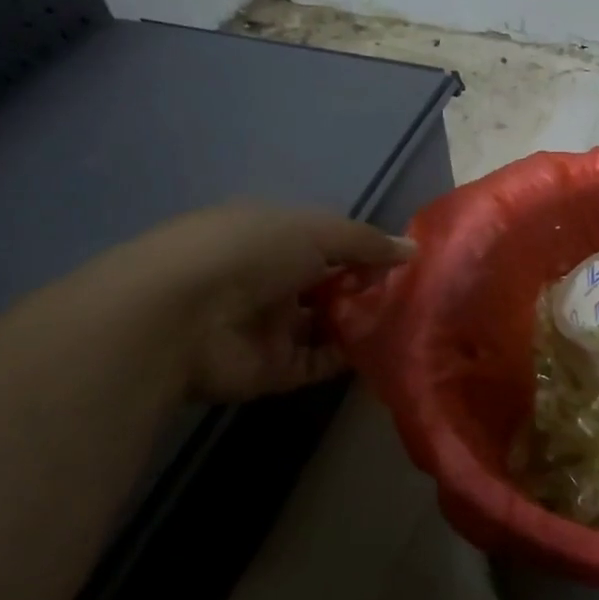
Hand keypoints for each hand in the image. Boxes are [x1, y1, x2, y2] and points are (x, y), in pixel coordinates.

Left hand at [108, 205, 415, 400]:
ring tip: (411, 323)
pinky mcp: (273, 369)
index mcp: (271, 236)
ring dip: (364, 323)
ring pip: (328, 324)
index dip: (365, 249)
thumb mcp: (315, 230)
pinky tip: (388, 351)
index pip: (327, 242)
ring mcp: (271, 326)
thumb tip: (413, 250)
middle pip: (330, 284)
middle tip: (416, 294)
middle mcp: (270, 279)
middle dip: (369, 287)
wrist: (182, 319)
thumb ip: (366, 242)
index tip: (405, 260)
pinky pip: (322, 362)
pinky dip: (352, 358)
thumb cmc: (249, 253)